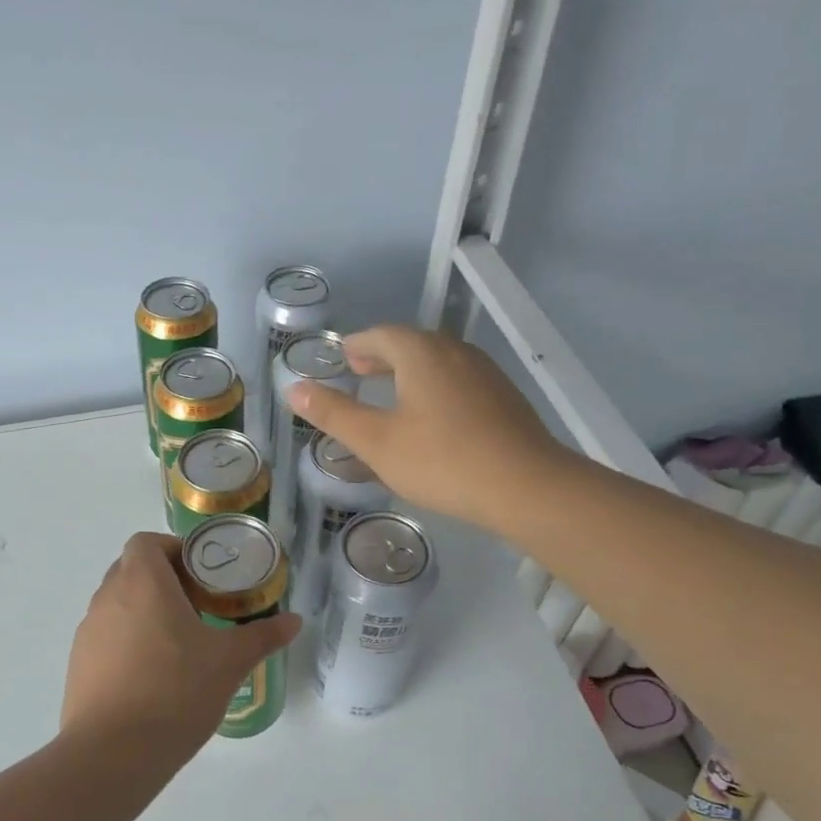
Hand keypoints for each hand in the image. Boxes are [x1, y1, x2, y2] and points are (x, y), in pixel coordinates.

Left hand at [61, 533, 299, 768]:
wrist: (112, 754)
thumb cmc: (175, 691)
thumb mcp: (229, 662)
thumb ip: (262, 636)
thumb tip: (295, 621)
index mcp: (142, 582)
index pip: (146, 542)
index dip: (173, 550)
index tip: (201, 576)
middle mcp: (108, 597)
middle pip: (131, 570)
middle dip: (163, 581)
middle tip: (197, 608)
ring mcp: (88, 631)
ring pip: (118, 604)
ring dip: (144, 612)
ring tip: (177, 645)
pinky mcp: (78, 664)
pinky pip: (106, 637)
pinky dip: (127, 642)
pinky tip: (152, 676)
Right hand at [288, 325, 563, 535]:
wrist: (526, 486)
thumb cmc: (441, 461)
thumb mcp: (377, 442)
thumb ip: (334, 413)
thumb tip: (294, 387)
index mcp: (422, 353)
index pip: (382, 334)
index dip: (357, 344)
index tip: (343, 359)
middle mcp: (455, 352)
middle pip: (412, 343)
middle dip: (382, 356)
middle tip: (360, 372)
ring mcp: (485, 373)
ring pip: (438, 362)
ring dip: (410, 371)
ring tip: (391, 394)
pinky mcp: (504, 398)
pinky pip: (458, 380)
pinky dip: (434, 387)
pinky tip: (432, 418)